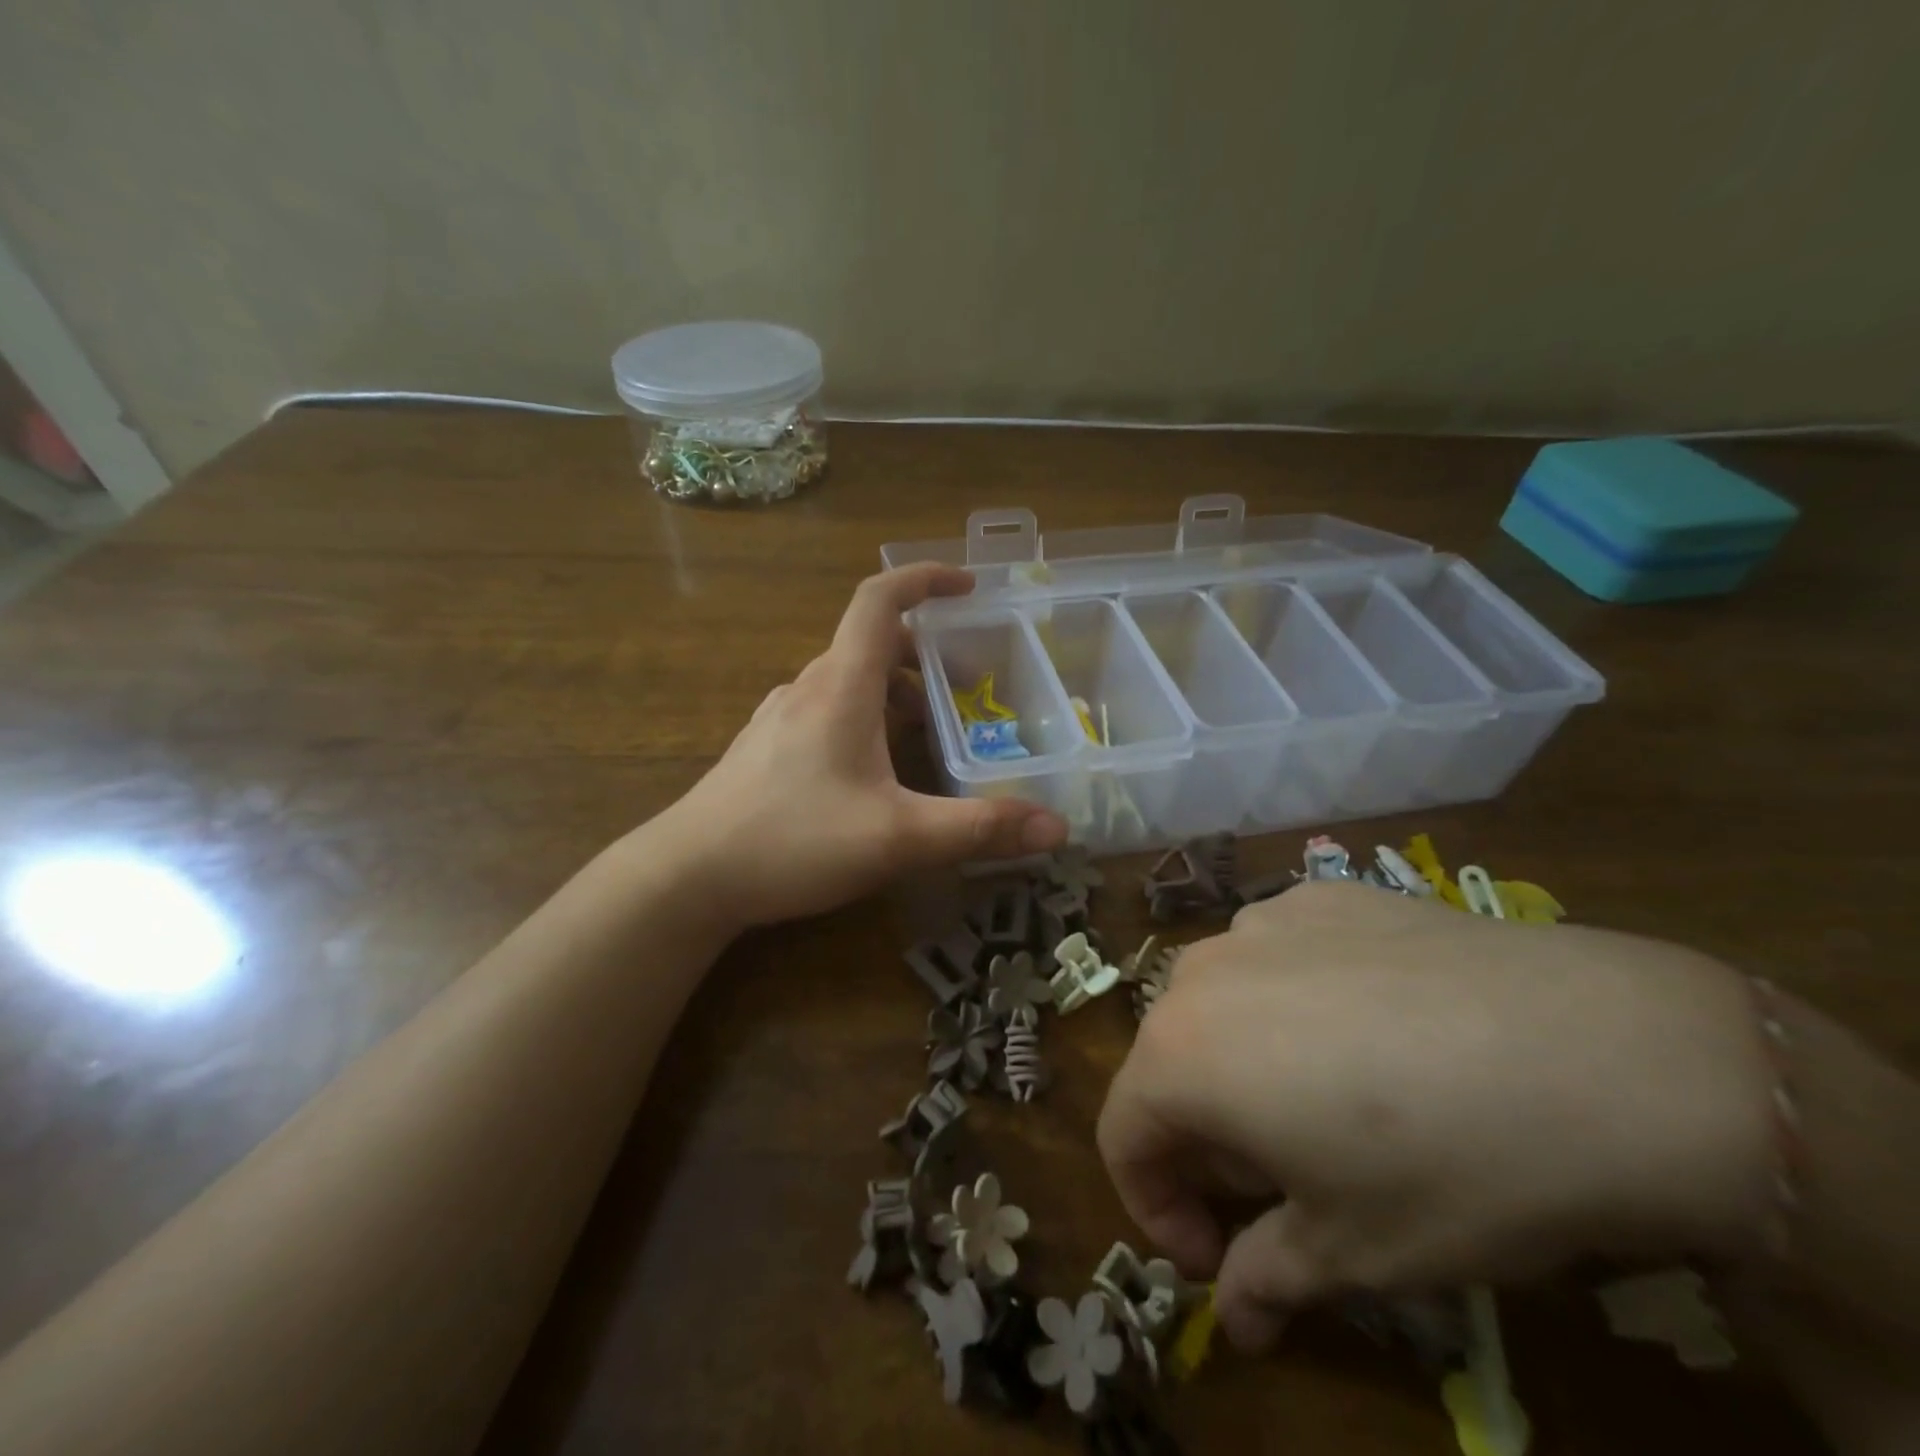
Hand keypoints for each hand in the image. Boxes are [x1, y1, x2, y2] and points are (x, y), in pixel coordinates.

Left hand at [658, 563, 1067, 928]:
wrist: (688, 876)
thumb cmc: (792, 840)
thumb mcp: (898, 837)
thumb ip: (978, 829)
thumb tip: (1057, 828)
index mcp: (841, 685)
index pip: (880, 600)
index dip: (924, 579)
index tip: (968, 587)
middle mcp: (809, 687)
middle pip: (872, 644)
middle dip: (927, 654)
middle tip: (971, 686)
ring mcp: (781, 717)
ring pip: (850, 681)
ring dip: (897, 692)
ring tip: (934, 733)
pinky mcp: (768, 748)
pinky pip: (828, 711)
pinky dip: (866, 718)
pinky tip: (878, 771)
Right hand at [1097, 881, 1776, 1351]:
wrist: (1606, 1054)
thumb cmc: (1454, 1169)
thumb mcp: (1354, 1252)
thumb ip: (1267, 1278)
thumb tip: (1234, 1319)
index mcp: (1179, 1053)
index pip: (1123, 1134)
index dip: (1155, 1206)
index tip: (1216, 1253)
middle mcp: (1200, 972)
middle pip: (1169, 1063)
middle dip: (1207, 1135)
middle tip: (1284, 1185)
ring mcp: (1262, 921)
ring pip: (1222, 1002)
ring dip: (1246, 1060)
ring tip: (1332, 1100)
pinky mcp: (1324, 895)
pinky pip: (1280, 955)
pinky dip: (1297, 999)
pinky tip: (1377, 1025)